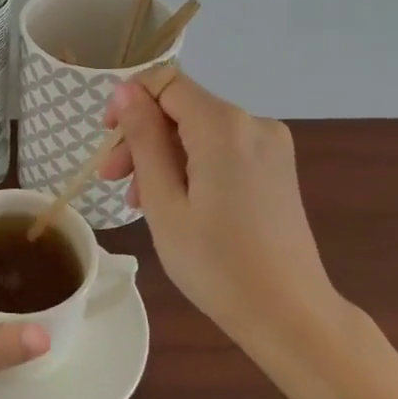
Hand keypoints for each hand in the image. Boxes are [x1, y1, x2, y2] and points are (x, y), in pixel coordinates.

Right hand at [99, 71, 341, 346]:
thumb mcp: (164, 202)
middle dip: (142, 136)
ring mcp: (270, 145)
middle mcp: (253, 123)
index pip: (166, 82)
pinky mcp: (276, 167)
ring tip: (139, 201)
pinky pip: (221, 148)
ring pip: (199, 130)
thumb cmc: (216, 264)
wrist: (290, 316)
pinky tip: (176, 201)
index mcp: (224, 126)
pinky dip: (192, 165)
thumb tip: (126, 91)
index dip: (130, 101)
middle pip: (181, 108)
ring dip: (163, 155)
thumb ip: (143, 138)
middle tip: (113, 181)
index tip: (107, 139)